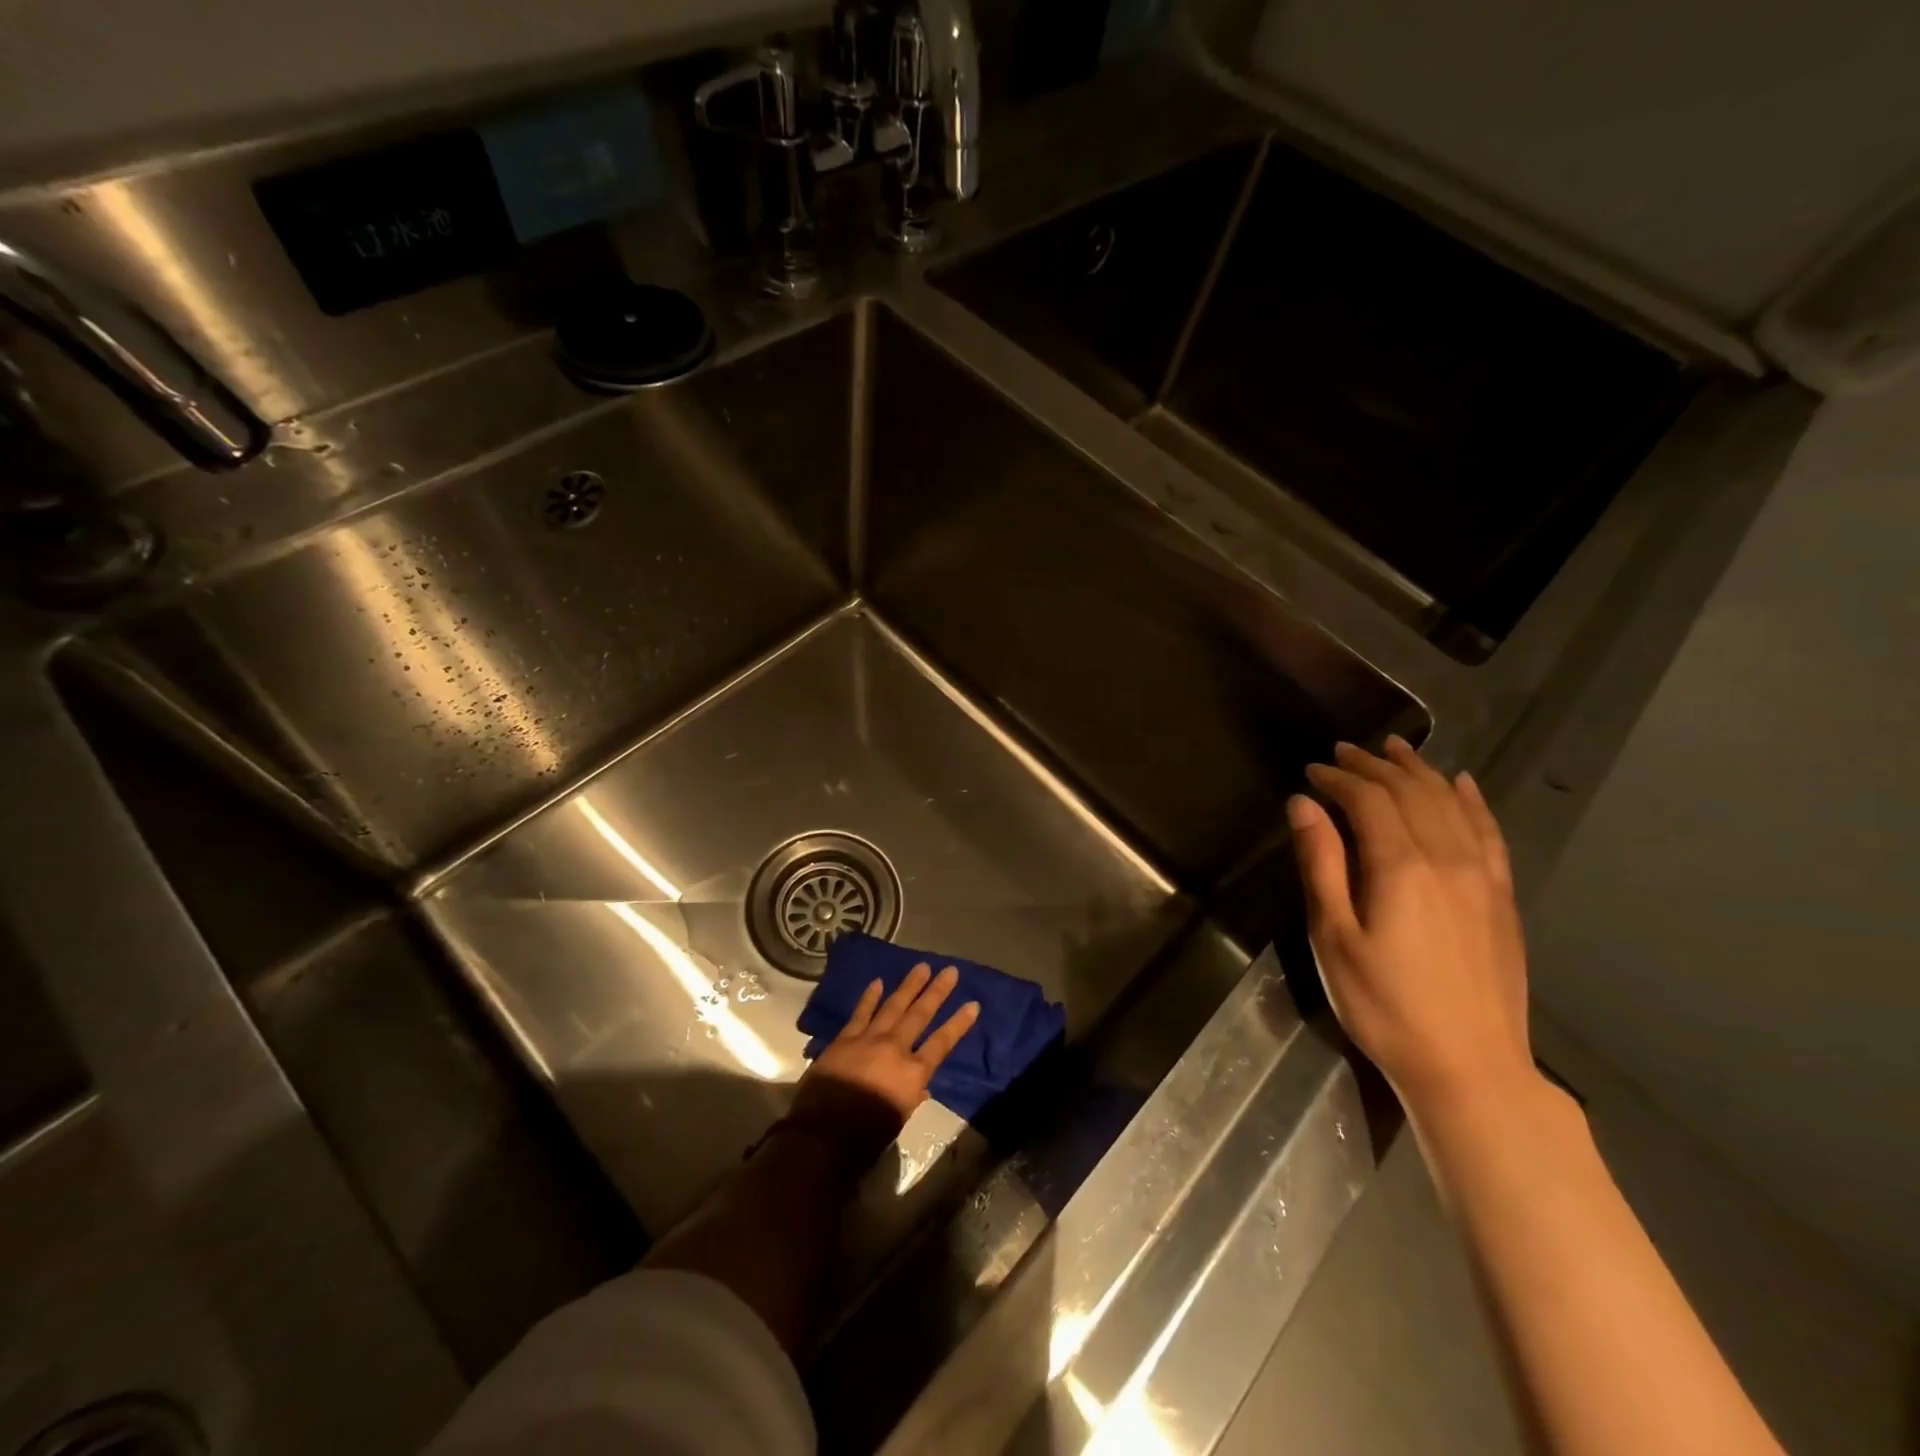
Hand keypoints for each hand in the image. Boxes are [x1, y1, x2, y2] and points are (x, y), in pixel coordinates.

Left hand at [788, 964, 980, 1144]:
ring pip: (893, 1006)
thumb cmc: (866, 1136)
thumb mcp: (898, 1120)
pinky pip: (861, 1012)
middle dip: (937, 991)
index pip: (942, 1043)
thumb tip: (920, 1086)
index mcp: (913, 1073)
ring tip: (922, 966)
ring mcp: (869, 1039)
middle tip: (950, 970)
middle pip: (920, 1014)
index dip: (959, 1023)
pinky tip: (878, 981)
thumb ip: (911, 1098)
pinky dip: (870, 997)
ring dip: (909, 986)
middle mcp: (895, 1048)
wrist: (823, 1134)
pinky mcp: (845, 1038)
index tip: (973, 1004)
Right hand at [1288, 736, 1533, 1115]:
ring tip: (1396, 749)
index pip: (1369, 799)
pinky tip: (1463, 784)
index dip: (1339, 778)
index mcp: (1401, 867)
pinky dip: (1473, 801)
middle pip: (1411, 792)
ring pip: (1452, 804)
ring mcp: (1483, 877)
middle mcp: (1448, 859)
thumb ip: (1321, 864)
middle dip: (1375, 766)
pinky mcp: (1502, 898)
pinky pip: (1491, 833)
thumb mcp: (1334, 936)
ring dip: (1420, 771)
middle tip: (1344, 752)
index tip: (1312, 771)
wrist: (1470, 1067)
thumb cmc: (1383, 1004)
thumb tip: (1302, 804)